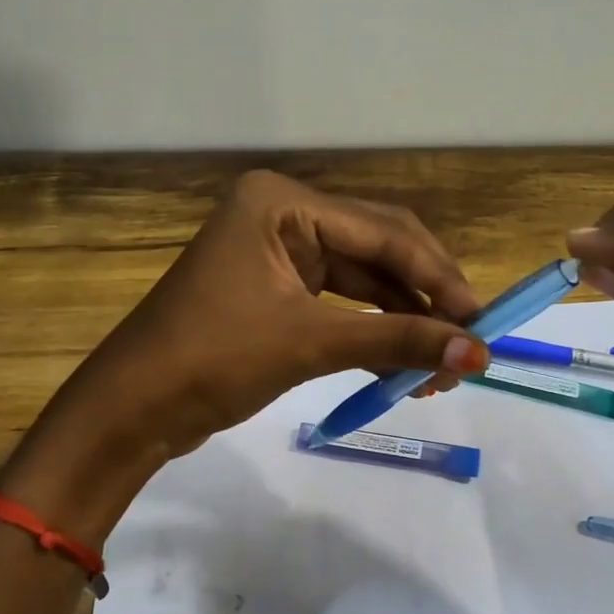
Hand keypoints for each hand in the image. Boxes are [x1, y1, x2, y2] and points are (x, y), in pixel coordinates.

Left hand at [43, 170, 488, 469]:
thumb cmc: (212, 359)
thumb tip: (477, 353)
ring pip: (363, 280)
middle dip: (424, 297)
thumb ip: (396, 342)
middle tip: (468, 342)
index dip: (437, 277)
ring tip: (442, 364)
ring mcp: (279, 252)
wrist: (132, 410)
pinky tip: (405, 362)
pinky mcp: (277, 289)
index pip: (382, 233)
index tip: (482, 322)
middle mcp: (284, 215)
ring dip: (403, 320)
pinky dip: (373, 331)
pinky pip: (341, 303)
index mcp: (283, 203)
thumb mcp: (309, 344)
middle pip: (377, 249)